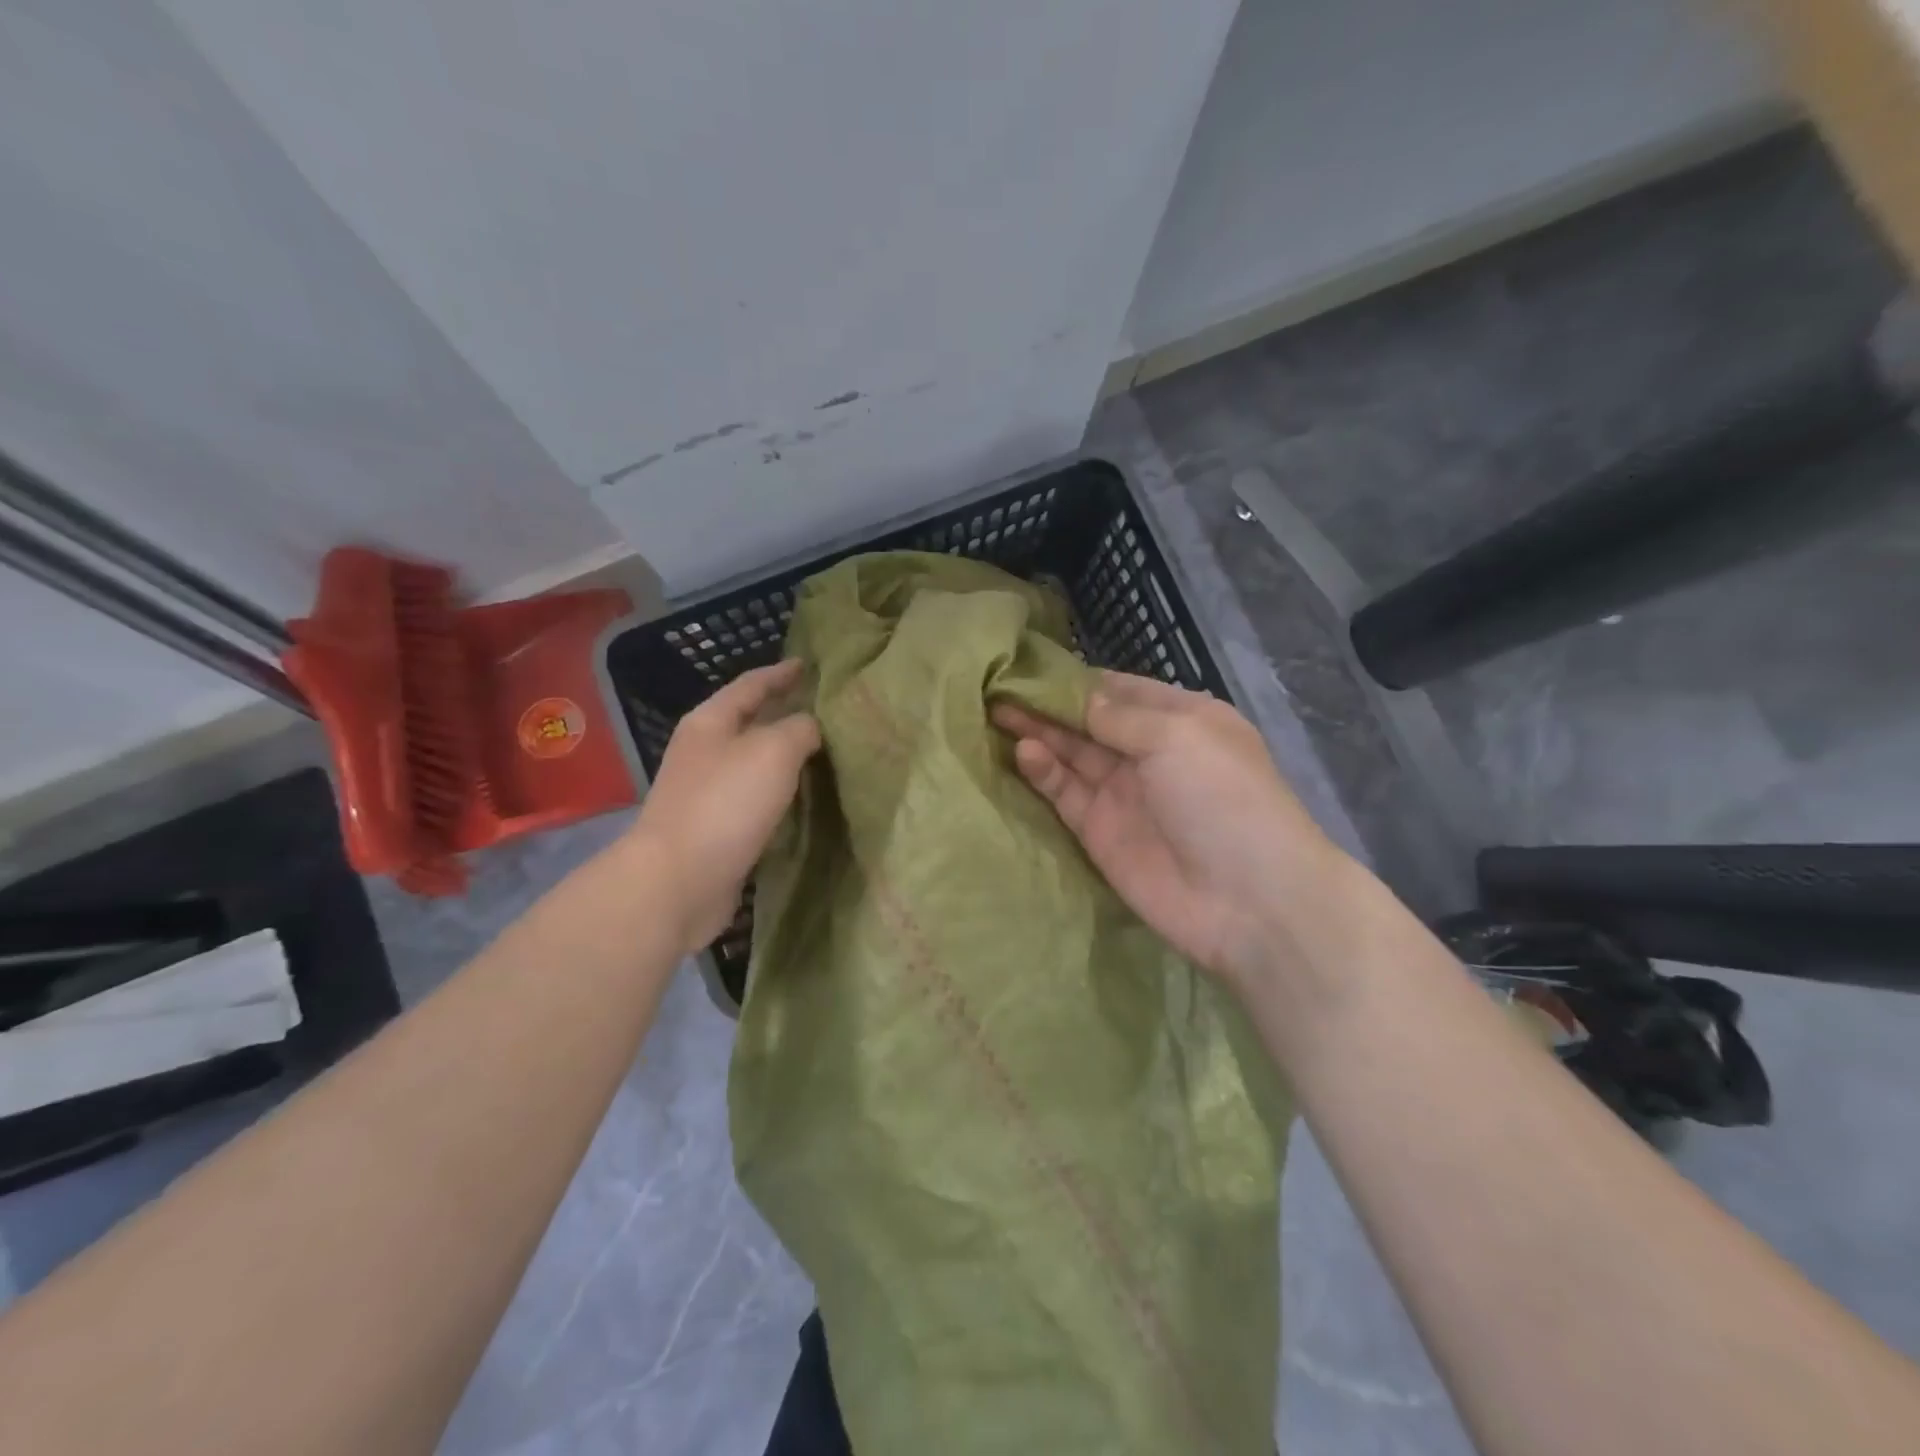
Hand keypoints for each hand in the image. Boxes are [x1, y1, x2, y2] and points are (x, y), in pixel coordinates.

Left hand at [632, 659, 820, 952]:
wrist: (678, 881)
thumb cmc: (725, 803)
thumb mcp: (773, 751)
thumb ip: (799, 729)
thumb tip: (809, 727)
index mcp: (710, 722)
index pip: (751, 685)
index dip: (780, 674)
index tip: (807, 666)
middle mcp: (704, 752)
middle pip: (750, 723)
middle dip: (784, 714)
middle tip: (824, 711)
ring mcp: (706, 792)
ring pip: (754, 764)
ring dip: (784, 758)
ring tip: (822, 754)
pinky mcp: (715, 829)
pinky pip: (754, 800)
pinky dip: (779, 794)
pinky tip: (803, 799)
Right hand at [993, 671, 1345, 985]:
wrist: (1247, 899)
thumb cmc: (1221, 797)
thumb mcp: (1177, 736)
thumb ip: (1119, 716)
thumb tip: (1078, 696)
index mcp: (1180, 720)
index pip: (1119, 689)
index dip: (1077, 678)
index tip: (1031, 664)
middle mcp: (1149, 752)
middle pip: (1088, 721)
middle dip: (1048, 704)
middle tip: (999, 686)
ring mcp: (1122, 793)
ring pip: (1071, 755)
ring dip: (1038, 733)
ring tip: (995, 712)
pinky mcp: (1099, 831)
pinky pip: (1065, 793)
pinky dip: (1044, 772)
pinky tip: (1022, 752)